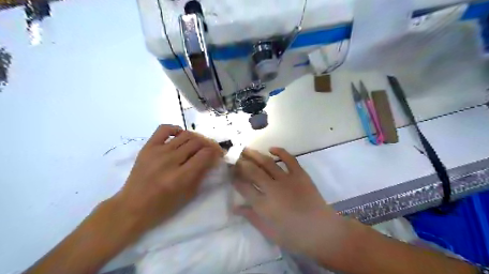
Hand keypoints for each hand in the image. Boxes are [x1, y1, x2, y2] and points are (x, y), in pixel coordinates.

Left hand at [114, 125, 223, 231]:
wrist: (132, 207)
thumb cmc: (163, 206)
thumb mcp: (188, 195)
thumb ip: (202, 174)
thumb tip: (212, 159)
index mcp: (181, 177)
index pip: (205, 154)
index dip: (216, 152)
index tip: (219, 154)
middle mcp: (170, 161)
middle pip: (197, 142)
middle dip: (209, 144)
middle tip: (211, 149)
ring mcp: (157, 152)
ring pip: (185, 135)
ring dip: (196, 138)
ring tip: (198, 144)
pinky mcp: (148, 147)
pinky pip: (164, 129)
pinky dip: (176, 129)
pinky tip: (181, 136)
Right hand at [234, 148, 351, 259]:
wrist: (322, 232)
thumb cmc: (294, 236)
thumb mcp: (269, 232)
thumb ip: (251, 217)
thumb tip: (235, 207)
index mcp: (264, 205)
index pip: (244, 187)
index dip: (235, 178)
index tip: (230, 172)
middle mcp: (272, 189)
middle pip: (252, 171)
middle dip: (241, 162)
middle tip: (235, 156)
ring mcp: (287, 180)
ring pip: (267, 162)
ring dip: (255, 154)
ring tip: (246, 149)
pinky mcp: (300, 175)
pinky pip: (289, 159)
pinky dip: (280, 151)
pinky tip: (271, 148)